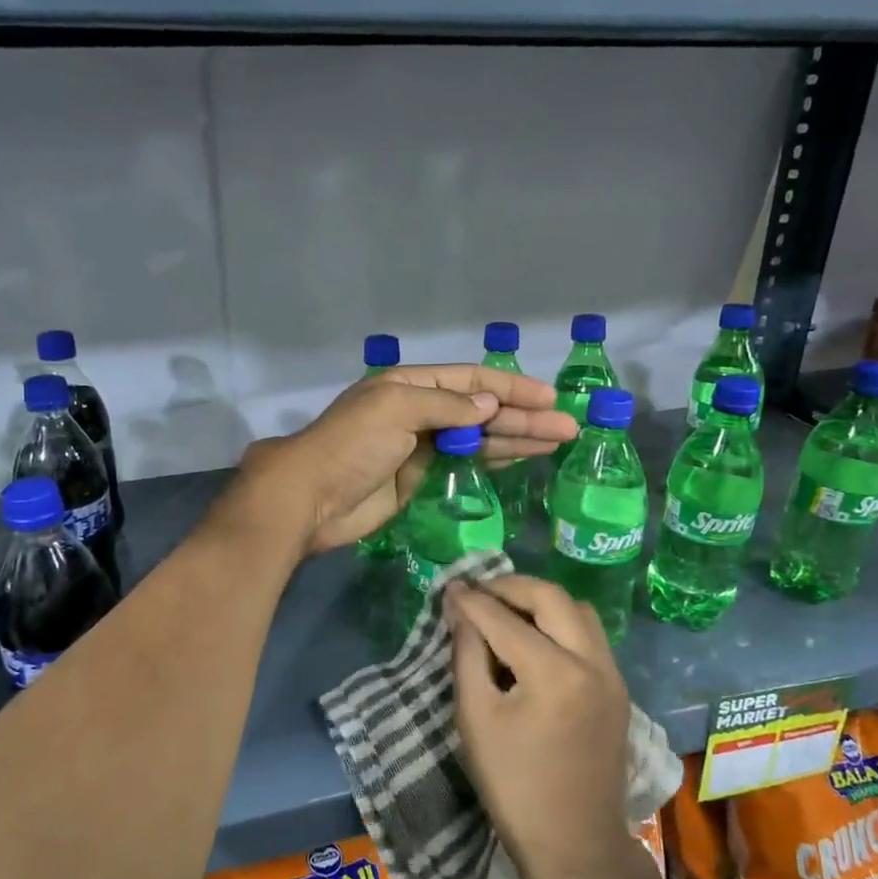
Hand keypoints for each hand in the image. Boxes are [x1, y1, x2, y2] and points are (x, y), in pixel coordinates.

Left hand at [232, 365, 575, 555]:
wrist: (310, 498)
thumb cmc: (350, 445)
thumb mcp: (395, 409)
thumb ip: (445, 406)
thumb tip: (490, 405)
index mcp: (410, 385)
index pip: (471, 380)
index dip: (512, 387)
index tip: (550, 398)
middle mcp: (419, 410)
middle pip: (481, 409)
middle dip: (524, 416)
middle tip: (568, 427)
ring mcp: (420, 446)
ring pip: (478, 437)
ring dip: (517, 438)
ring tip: (558, 441)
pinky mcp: (419, 477)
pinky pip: (464, 463)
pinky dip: (493, 459)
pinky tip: (523, 457)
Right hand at [446, 575, 632, 878]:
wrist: (574, 844)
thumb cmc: (514, 786)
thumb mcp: (476, 718)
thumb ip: (467, 654)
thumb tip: (459, 608)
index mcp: (554, 673)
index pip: (504, 618)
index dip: (472, 600)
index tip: (449, 588)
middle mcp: (591, 661)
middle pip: (551, 596)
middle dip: (511, 587)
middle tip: (479, 593)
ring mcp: (612, 673)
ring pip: (578, 610)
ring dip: (541, 601)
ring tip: (506, 613)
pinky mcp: (618, 688)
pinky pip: (590, 634)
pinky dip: (560, 623)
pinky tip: (534, 641)